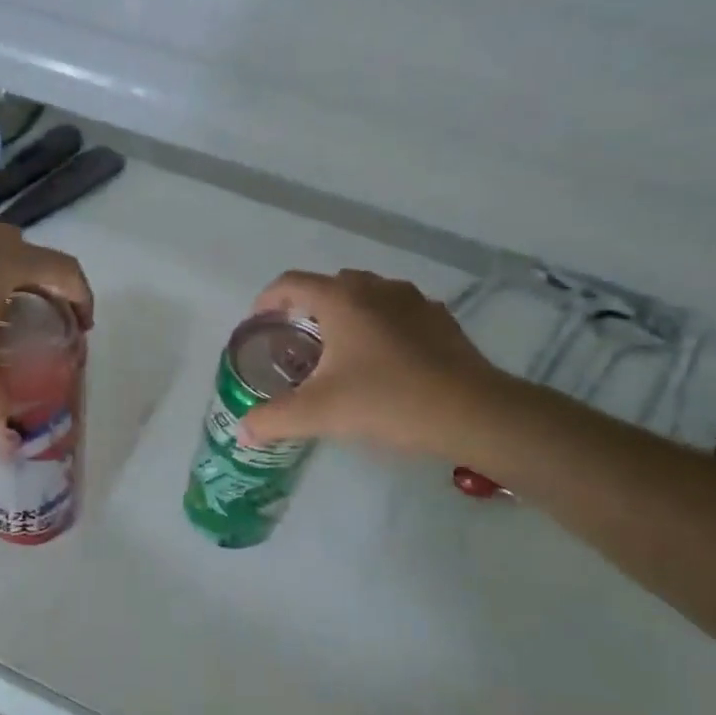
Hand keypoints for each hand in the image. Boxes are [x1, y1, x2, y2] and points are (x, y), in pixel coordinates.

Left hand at [0, 223, 92, 429]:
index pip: (66, 272)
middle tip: (44, 324)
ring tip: (2, 320)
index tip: (82, 327)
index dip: (82, 298)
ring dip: (11, 283)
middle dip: (48, 291)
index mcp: (12, 262)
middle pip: (36, 258)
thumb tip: (8, 443)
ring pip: (0, 255)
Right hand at [238, 269, 507, 459]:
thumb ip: (274, 420)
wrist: (472, 413)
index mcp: (342, 300)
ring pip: (367, 296)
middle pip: (329, 286)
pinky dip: (379, 326)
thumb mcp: (319, 414)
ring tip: (338, 351)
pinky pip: (397, 312)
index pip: (291, 284)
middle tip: (296, 343)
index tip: (258, 325)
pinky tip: (382, 362)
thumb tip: (243, 431)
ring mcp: (414, 301)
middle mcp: (376, 289)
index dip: (267, 300)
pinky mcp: (441, 320)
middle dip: (307, 308)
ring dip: (345, 314)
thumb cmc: (387, 401)